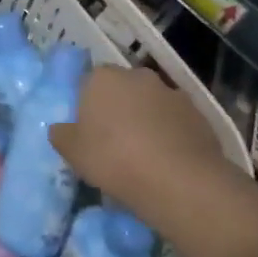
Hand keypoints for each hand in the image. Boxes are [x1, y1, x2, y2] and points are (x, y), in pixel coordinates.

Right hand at [50, 67, 232, 219]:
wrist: (179, 180)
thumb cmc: (115, 160)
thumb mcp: (73, 153)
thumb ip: (61, 134)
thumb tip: (60, 128)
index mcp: (102, 78)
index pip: (87, 82)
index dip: (86, 105)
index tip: (87, 130)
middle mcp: (136, 75)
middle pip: (121, 88)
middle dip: (117, 108)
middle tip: (112, 141)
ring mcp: (170, 91)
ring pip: (149, 102)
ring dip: (144, 119)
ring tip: (142, 153)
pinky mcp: (196, 111)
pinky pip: (174, 119)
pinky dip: (169, 132)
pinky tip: (167, 158)